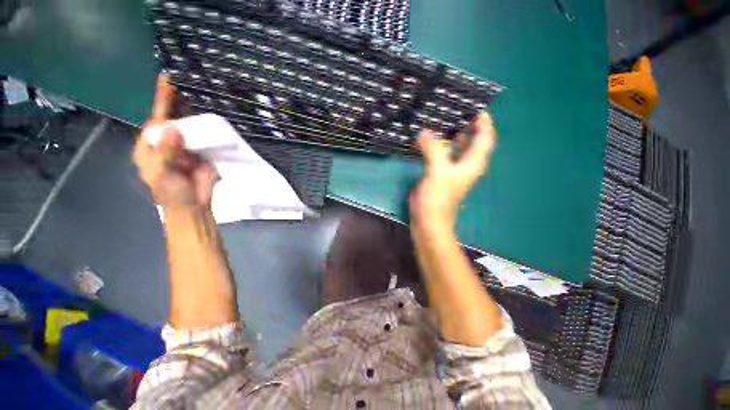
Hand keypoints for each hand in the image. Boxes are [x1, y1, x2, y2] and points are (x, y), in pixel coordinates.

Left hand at [134, 75, 218, 209]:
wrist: (194, 206)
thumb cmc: (170, 192)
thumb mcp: (162, 173)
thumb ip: (166, 151)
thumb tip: (173, 127)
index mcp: (151, 145)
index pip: (156, 119)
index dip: (161, 100)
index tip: (167, 79)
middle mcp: (168, 142)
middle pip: (174, 119)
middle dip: (180, 103)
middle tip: (190, 83)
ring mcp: (187, 147)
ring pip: (191, 128)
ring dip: (197, 115)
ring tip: (205, 96)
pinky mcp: (204, 153)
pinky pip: (206, 138)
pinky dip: (211, 130)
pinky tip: (216, 120)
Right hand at [410, 112, 496, 227]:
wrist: (428, 219)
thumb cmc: (438, 198)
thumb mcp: (438, 171)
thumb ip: (433, 149)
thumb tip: (424, 132)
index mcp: (473, 162)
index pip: (485, 137)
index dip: (483, 121)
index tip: (473, 105)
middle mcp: (466, 164)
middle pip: (472, 139)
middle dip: (466, 124)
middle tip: (453, 108)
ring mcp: (452, 169)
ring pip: (455, 146)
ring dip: (450, 134)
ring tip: (439, 118)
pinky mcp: (439, 173)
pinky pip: (441, 153)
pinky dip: (437, 144)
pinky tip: (427, 138)